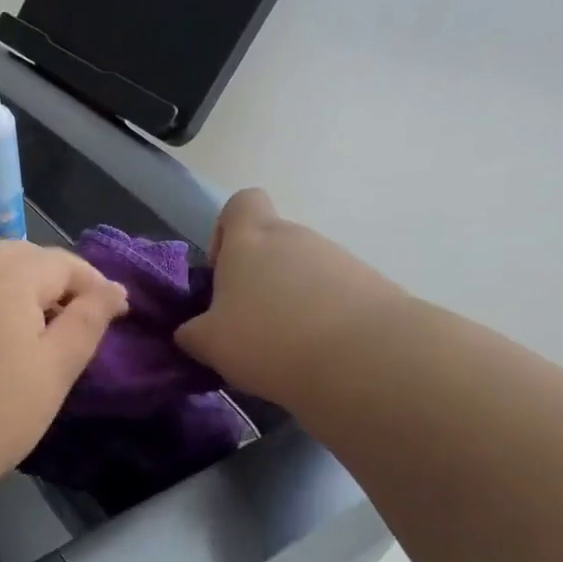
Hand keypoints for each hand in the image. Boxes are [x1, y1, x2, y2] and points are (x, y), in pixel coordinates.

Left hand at [0, 241, 129, 492]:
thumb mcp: (54, 369)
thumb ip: (87, 322)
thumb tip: (114, 290)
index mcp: (8, 275)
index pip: (63, 262)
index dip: (95, 286)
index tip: (118, 317)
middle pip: (25, 257)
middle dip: (58, 281)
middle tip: (80, 322)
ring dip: (25, 291)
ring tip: (44, 334)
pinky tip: (2, 343)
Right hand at [176, 189, 397, 404]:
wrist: (364, 358)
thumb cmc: (270, 339)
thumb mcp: (211, 344)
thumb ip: (193, 332)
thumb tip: (191, 331)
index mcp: (251, 239)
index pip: (241, 203)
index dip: (227, 231)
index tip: (223, 272)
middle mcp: (296, 237)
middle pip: (273, 243)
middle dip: (259, 280)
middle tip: (250, 326)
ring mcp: (338, 258)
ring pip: (304, 272)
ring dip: (292, 301)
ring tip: (287, 348)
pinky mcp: (371, 285)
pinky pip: (335, 294)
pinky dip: (324, 317)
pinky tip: (320, 353)